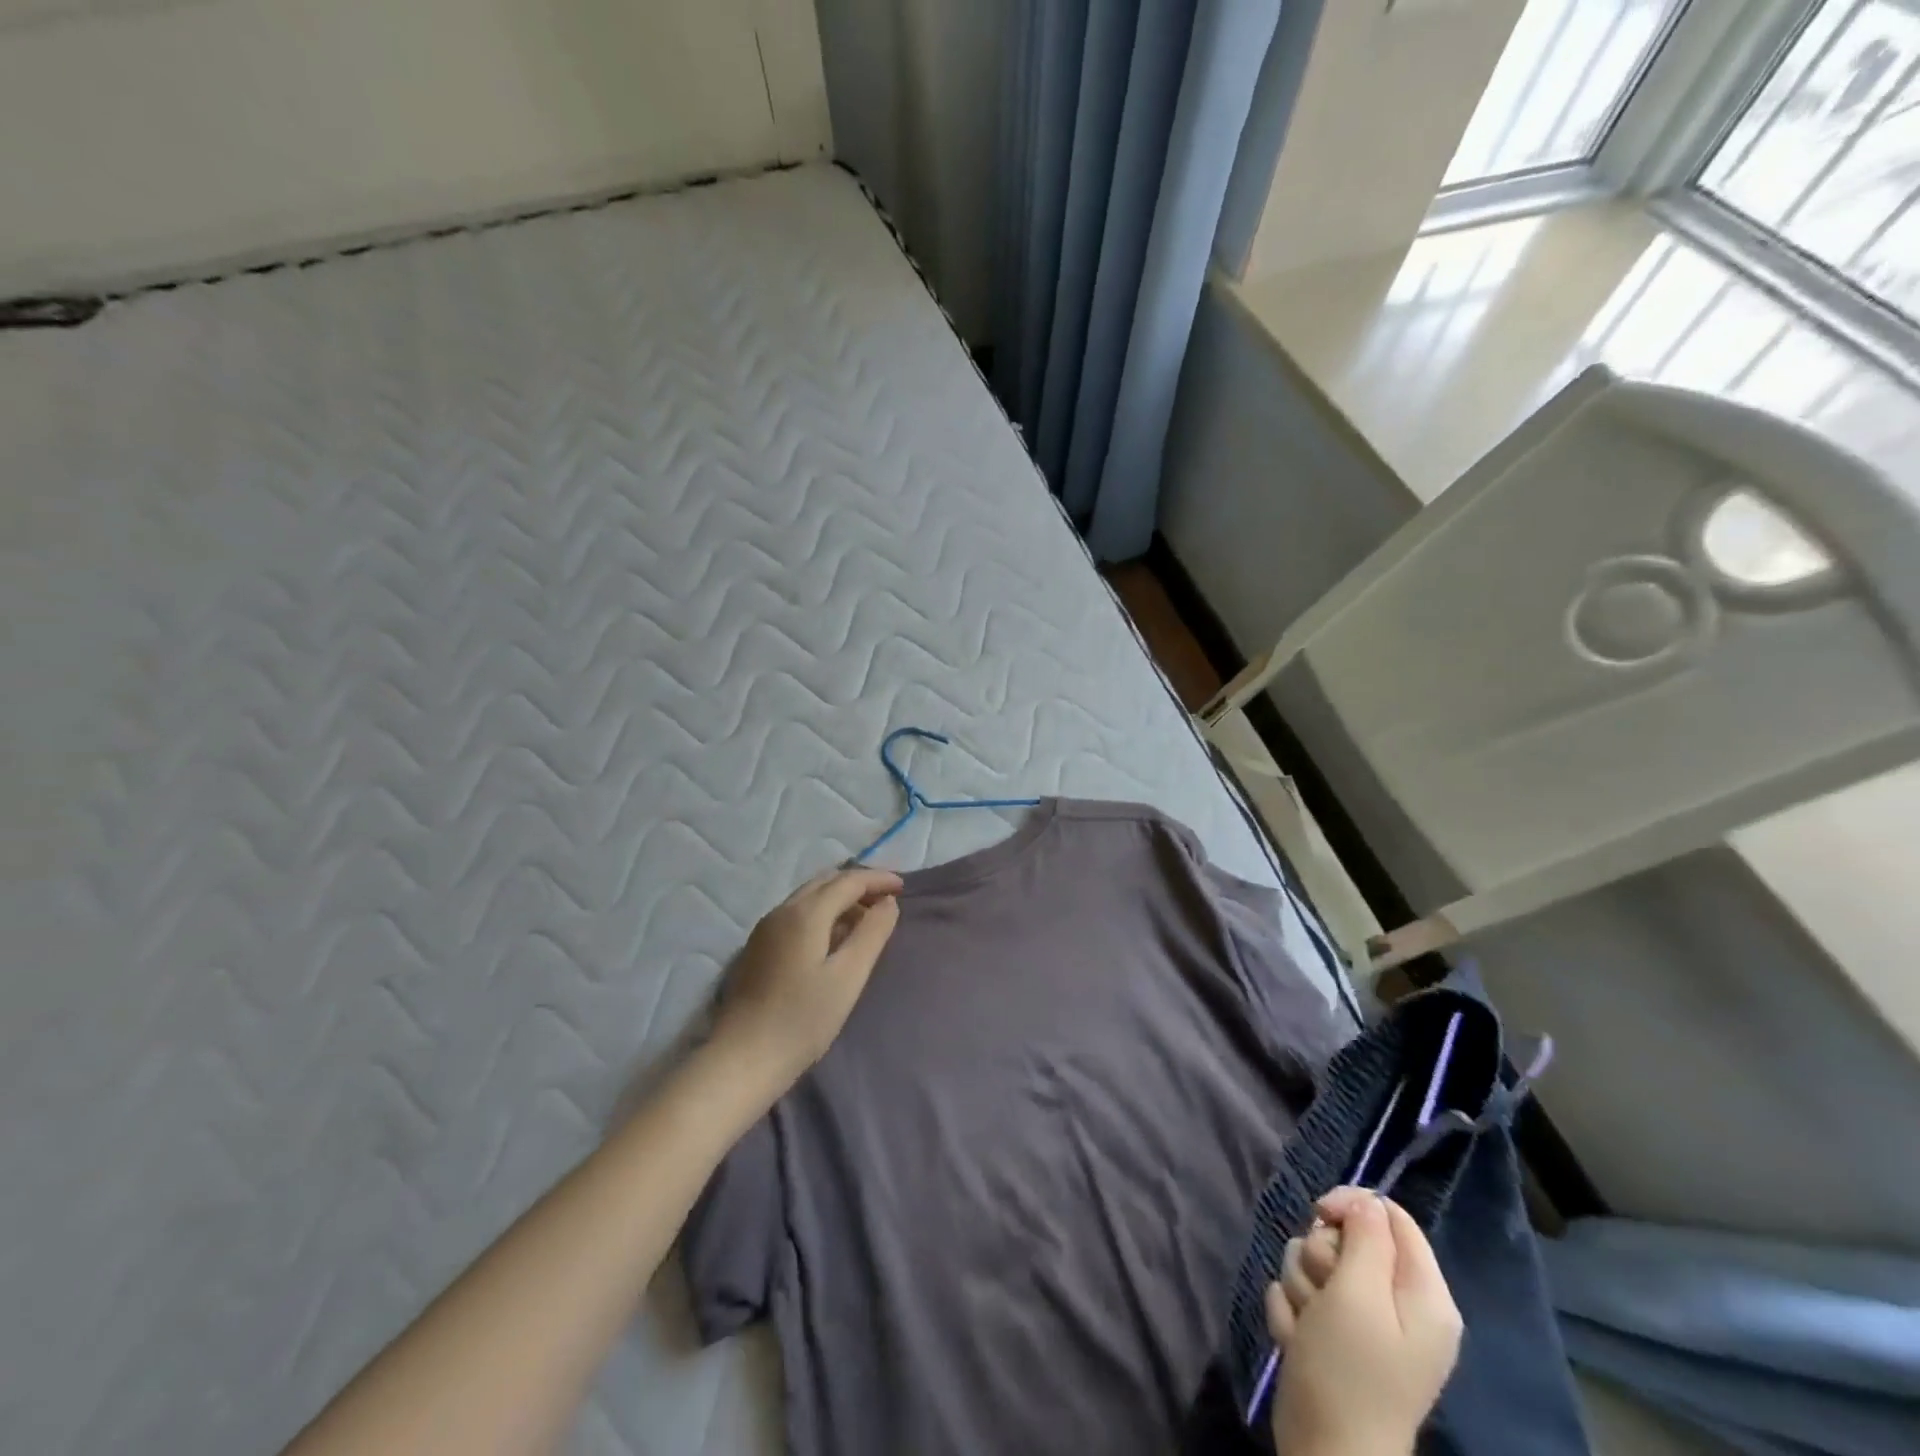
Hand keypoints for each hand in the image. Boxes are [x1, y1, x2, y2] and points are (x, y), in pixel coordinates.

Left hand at [710, 866, 902, 1087]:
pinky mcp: (759, 946)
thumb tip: (888, 903)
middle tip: (887, 900)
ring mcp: (766, 928)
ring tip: (867, 919)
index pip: (848, 881)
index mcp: (805, 913)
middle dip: (859, 884)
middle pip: (826, 882)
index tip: (904, 887)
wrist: (743, 1058)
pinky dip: (823, 912)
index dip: (878, 879)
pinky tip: (835, 937)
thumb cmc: (803, 1019)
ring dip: (840, 898)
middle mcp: (783, 910)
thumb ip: (872, 933)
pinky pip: (798, 913)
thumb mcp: (848, 976)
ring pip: (810, 896)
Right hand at [1266, 1187, 1461, 1455]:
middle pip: (1346, 1236)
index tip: (1320, 1214)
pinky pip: (1301, 1294)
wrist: (1325, 1454)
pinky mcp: (1332, 1335)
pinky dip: (1293, 1312)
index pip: (1390, 1215)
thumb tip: (1365, 1202)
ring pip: (1316, 1261)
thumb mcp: (1357, 1295)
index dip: (1352, 1205)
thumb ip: (1365, 1238)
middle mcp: (1397, 1303)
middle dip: (1321, 1254)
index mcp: (1423, 1294)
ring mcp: (1363, 1321)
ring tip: (1308, 1324)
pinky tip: (1297, 1339)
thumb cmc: (1348, 1371)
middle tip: (1322, 1290)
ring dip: (1301, 1285)